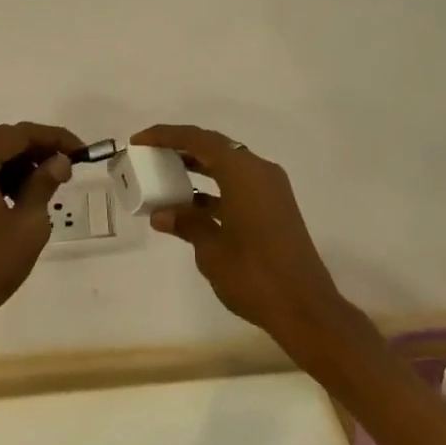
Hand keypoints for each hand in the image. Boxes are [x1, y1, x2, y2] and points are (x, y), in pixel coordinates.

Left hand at [0, 121, 83, 343]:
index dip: (53, 137)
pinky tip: (22, 196)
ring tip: (49, 183)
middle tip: (68, 165)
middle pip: (3, 141)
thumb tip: (60, 161)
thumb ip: (44, 184)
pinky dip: (2, 177)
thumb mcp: (28, 224)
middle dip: (38, 149)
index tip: (80, 150)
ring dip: (21, 164)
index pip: (19, 134)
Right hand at [133, 124, 360, 363]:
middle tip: (152, 154)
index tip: (139, 140)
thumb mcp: (211, 250)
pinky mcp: (276, 207)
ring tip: (166, 175)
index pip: (198, 139)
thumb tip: (161, 215)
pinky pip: (239, 184)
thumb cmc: (254, 274)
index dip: (166, 135)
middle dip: (182, 147)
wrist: (305, 308)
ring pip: (228, 165)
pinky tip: (193, 206)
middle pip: (215, 147)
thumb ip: (186, 224)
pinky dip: (215, 188)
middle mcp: (259, 171)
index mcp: (243, 172)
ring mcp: (271, 189)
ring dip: (198, 167)